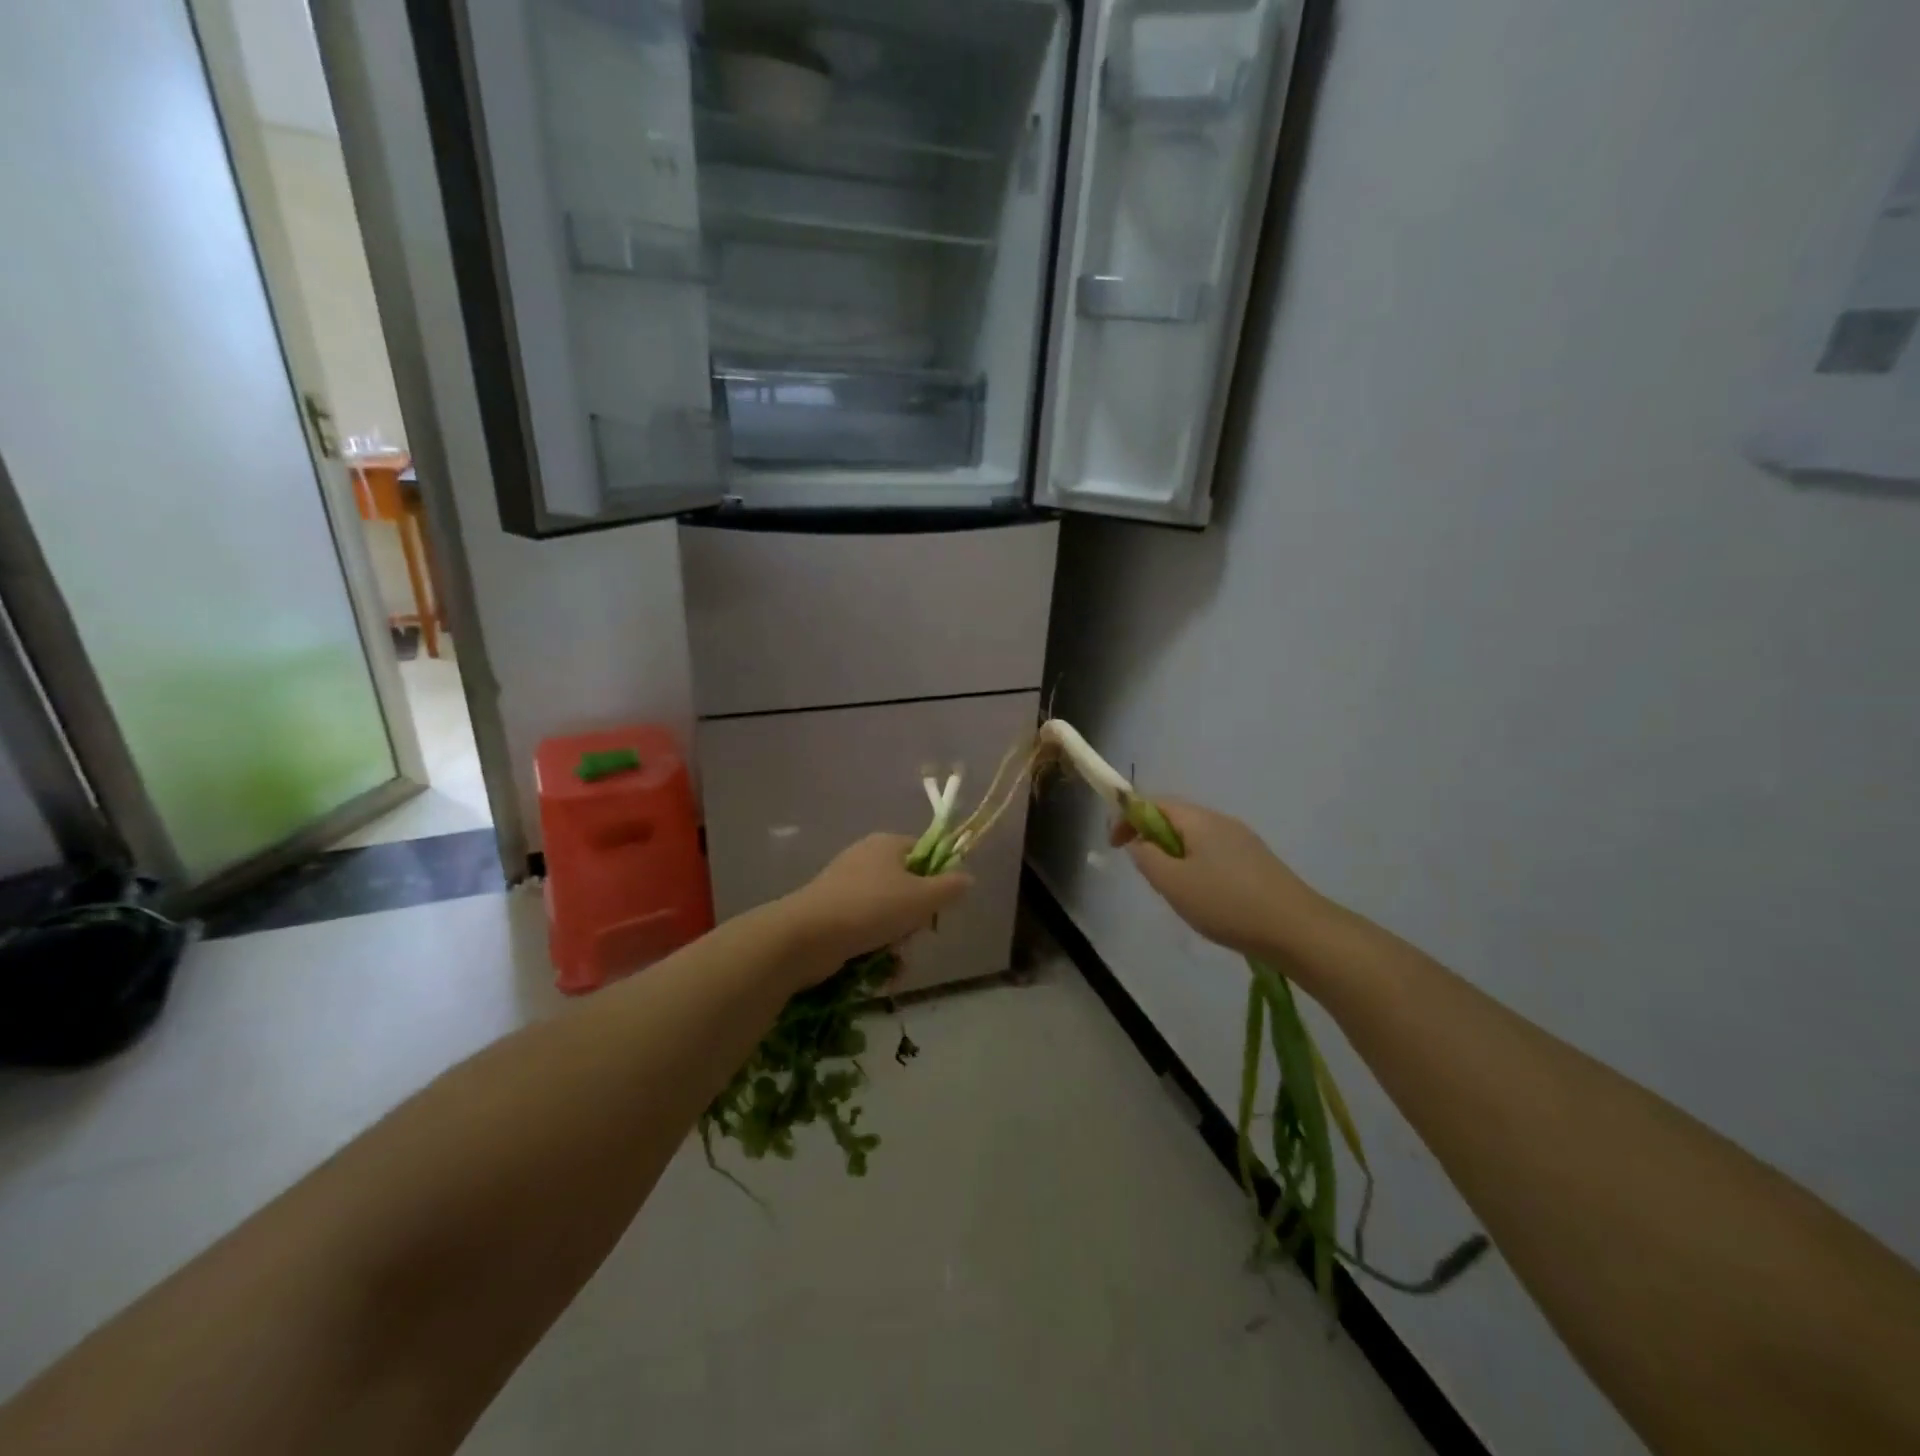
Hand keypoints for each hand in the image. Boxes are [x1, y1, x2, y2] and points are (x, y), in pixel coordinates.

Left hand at [785, 833, 972, 975]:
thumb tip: (968, 878)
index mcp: (887, 844)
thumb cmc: (871, 908)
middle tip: (916, 935)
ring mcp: (845, 885)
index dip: (938, 877)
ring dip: (897, 939)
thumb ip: (950, 887)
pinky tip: (880, 969)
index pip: (925, 851)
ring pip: (887, 911)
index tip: (940, 905)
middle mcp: (865, 857)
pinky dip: (875, 946)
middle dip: (916, 917)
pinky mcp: (830, 912)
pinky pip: (864, 927)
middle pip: (907, 885)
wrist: (807, 936)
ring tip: (896, 960)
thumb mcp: (922, 898)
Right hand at [1111, 799, 1321, 960]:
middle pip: (1176, 818)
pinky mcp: (1257, 862)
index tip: (1114, 845)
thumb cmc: (1227, 903)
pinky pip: (1214, 855)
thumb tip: (1138, 841)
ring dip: (1174, 856)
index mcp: (1199, 820)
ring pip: (1195, 839)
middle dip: (1151, 839)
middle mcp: (1222, 821)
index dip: (1128, 818)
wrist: (1297, 929)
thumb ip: (1147, 857)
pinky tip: (1205, 900)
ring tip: (1174, 892)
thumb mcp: (1173, 883)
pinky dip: (1196, 868)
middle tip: (1145, 873)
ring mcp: (1243, 841)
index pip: (1154, 803)